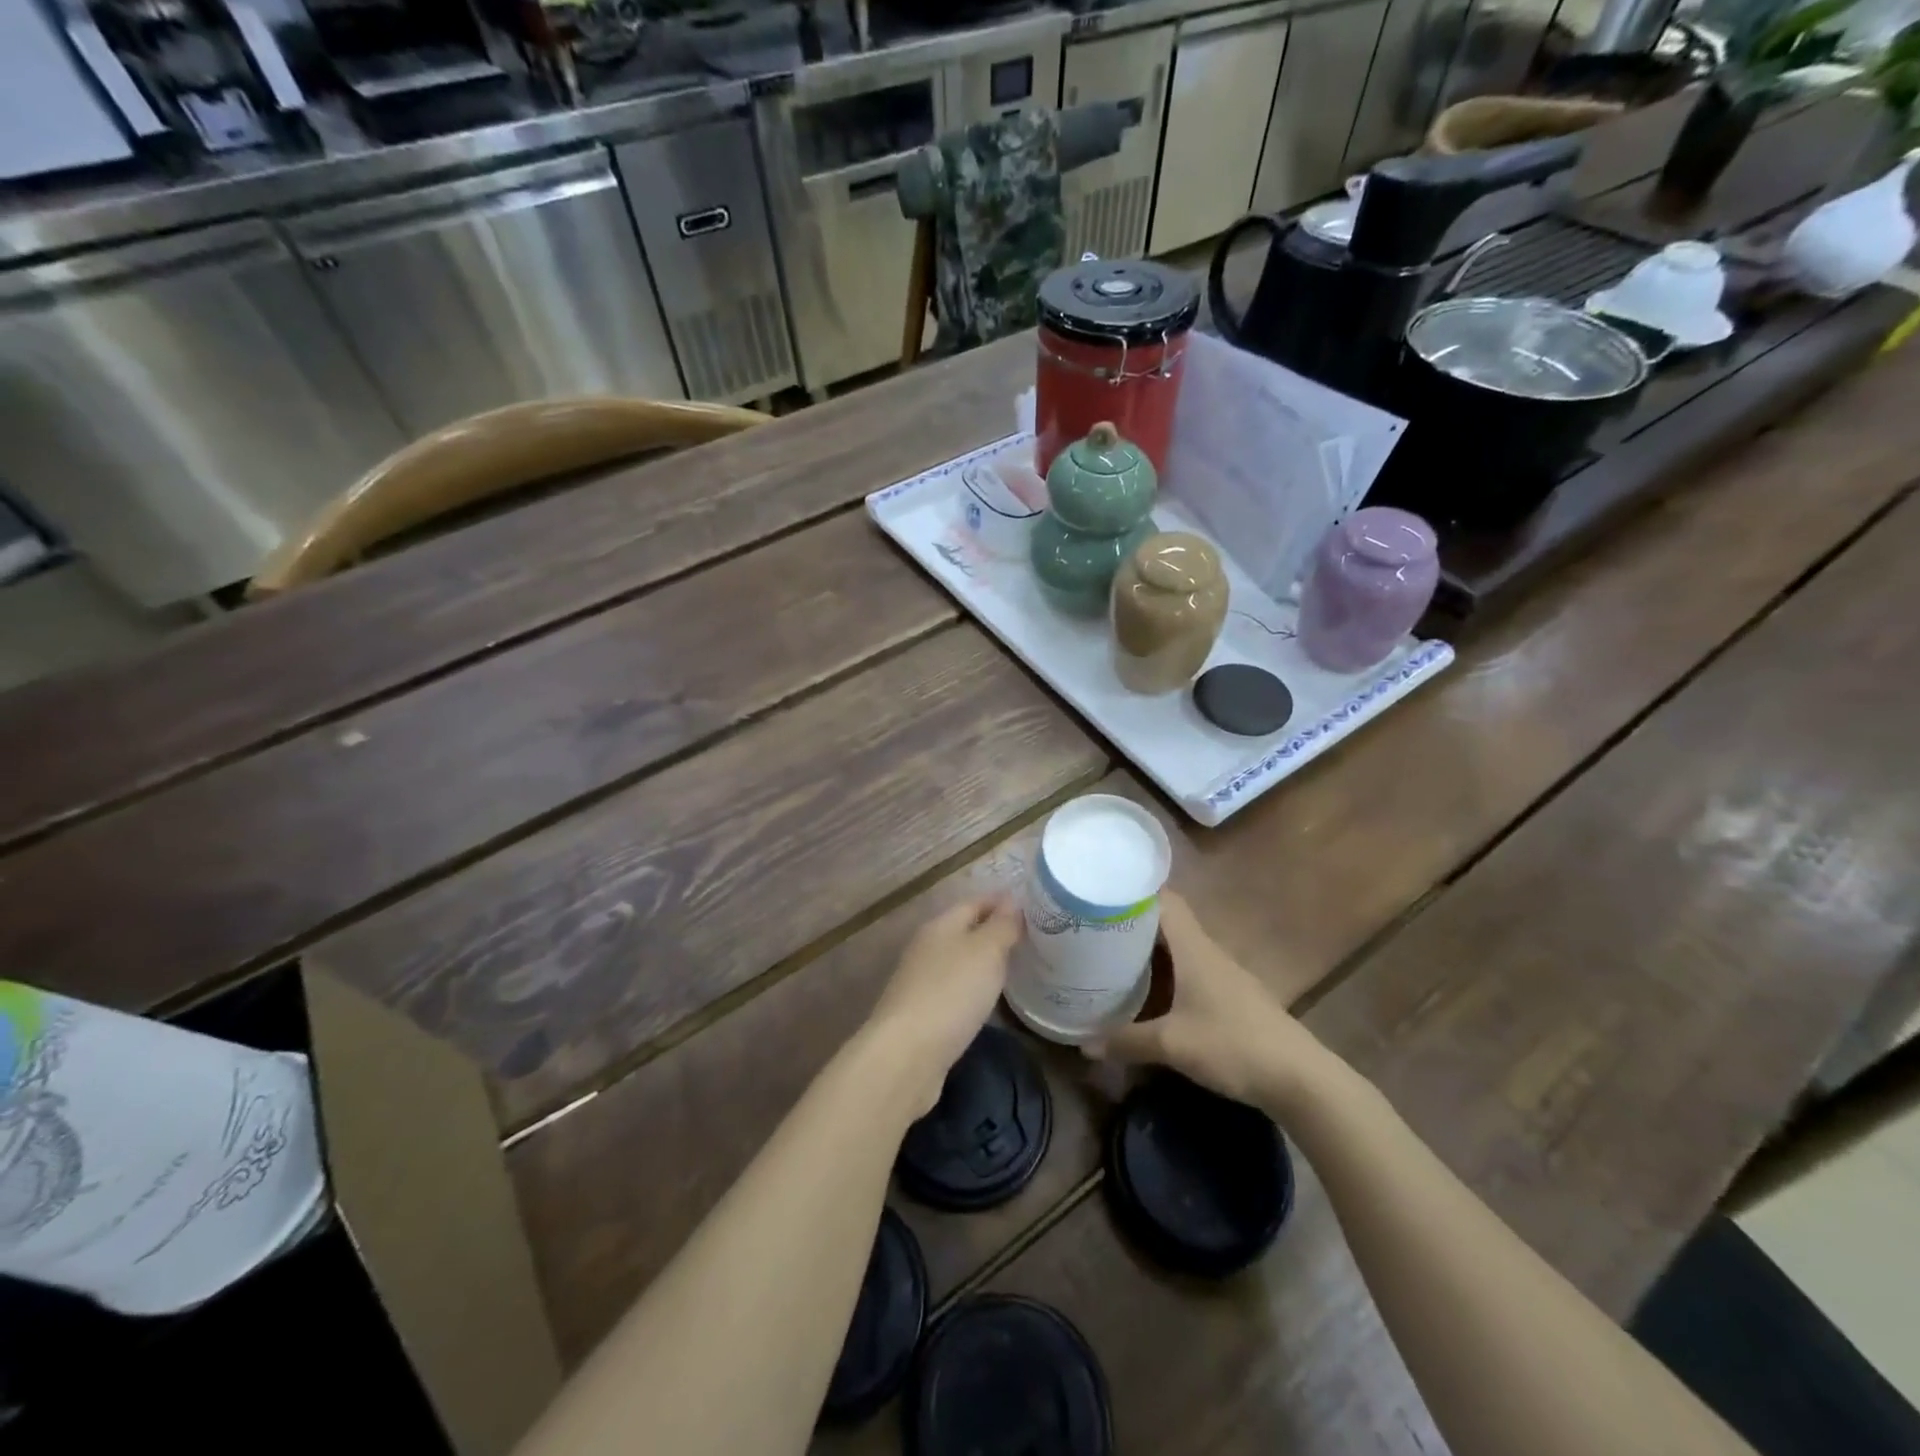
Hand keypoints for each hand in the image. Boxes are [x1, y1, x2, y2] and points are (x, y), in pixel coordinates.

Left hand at [866, 895, 1022, 1111]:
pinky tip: (989, 1001)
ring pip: (959, 962)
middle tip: (1033, 939)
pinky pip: (954, 991)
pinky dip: (973, 990)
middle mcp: (927, 948)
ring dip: (984, 962)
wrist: (906, 1055)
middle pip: (965, 931)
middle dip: (994, 932)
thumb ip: (1001, 926)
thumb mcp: (986, 952)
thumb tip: (1012, 901)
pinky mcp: (922, 1014)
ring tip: (1017, 968)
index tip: (1035, 908)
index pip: (975, 903)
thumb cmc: (950, 993)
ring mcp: (921, 982)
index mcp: (940, 926)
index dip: (1002, 903)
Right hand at [1085, 892, 1326, 1111]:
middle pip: (1168, 924)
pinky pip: (1190, 972)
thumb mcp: (1172, 1045)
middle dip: (1134, 924)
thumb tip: (1084, 1044)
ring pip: (1179, 949)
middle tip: (1095, 929)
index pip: (1164, 900)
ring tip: (1113, 958)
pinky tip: (1151, 994)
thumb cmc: (1233, 1045)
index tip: (1102, 894)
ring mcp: (1223, 975)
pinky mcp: (1231, 998)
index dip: (1134, 892)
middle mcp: (1208, 952)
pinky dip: (1167, 974)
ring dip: (1151, 951)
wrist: (1299, 1078)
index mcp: (1194, 948)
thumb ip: (1126, 1041)